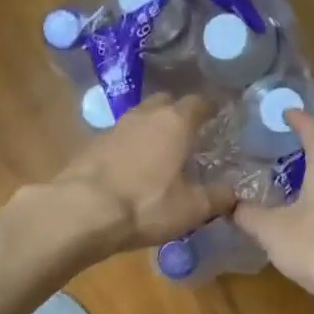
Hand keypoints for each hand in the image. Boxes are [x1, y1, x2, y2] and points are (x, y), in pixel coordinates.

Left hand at [45, 94, 233, 255]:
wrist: (81, 211)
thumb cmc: (146, 205)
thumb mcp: (191, 209)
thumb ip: (217, 198)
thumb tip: (233, 193)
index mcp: (174, 123)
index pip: (199, 103)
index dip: (210, 108)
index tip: (218, 117)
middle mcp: (144, 115)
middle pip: (165, 103)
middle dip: (177, 114)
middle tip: (188, 134)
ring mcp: (113, 128)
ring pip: (139, 119)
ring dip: (150, 131)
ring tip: (159, 152)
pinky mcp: (90, 146)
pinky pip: (118, 139)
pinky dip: (128, 148)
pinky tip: (130, 168)